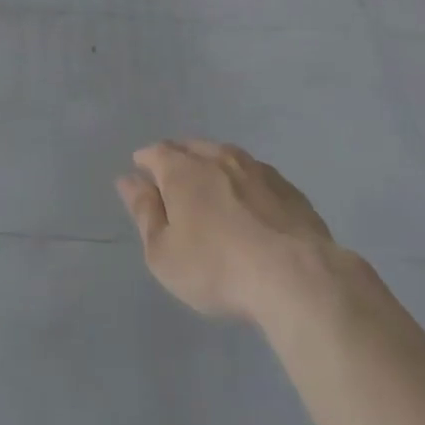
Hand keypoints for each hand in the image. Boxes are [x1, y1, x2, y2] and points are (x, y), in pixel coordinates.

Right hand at [117, 139, 339, 321]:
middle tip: (173, 181)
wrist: (296, 275)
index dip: (145, 161)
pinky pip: (255, 175)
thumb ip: (144, 213)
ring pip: (225, 156)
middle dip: (177, 158)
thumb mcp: (164, 253)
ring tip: (211, 187)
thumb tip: (128, 180)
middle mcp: (218, 157)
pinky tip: (250, 203)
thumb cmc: (217, 267)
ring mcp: (256, 169)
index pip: (156, 152)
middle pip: (190, 148)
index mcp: (183, 170)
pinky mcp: (288, 187)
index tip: (141, 173)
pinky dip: (244, 183)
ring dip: (213, 167)